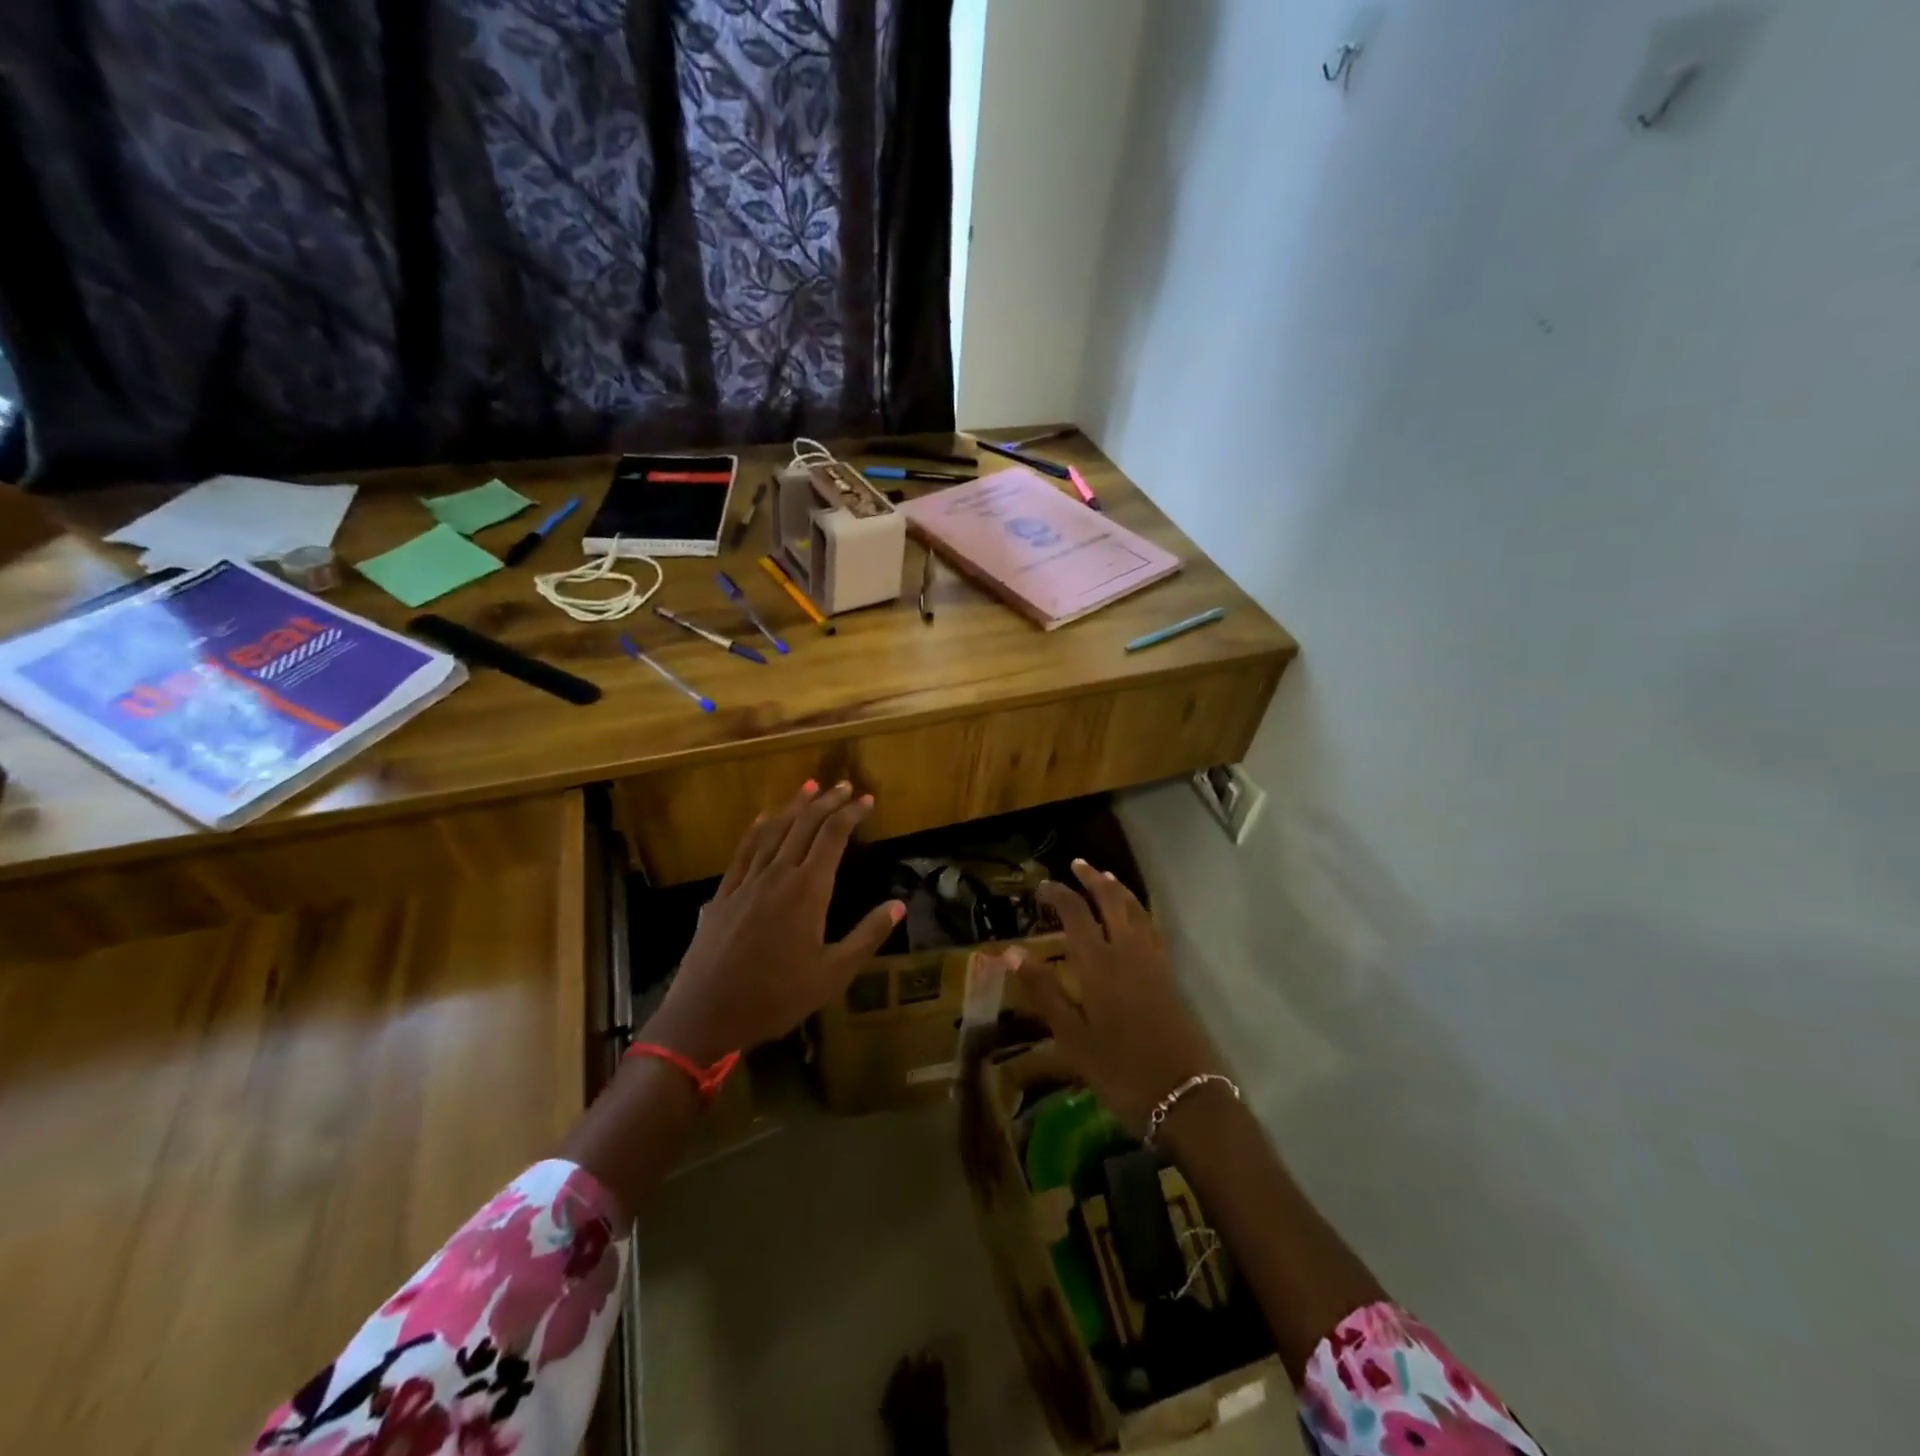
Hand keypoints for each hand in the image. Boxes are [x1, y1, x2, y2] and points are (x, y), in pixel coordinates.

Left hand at [644, 781, 903, 1063]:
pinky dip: (757, 828)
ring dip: (794, 806)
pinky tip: (763, 818)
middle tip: (844, 785)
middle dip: (827, 801)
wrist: (706, 1014)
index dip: (851, 813)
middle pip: (804, 825)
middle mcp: (777, 875)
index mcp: (807, 890)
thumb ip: (867, 936)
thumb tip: (899, 905)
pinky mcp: (724, 894)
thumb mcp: (833, 974)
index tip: (867, 799)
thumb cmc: (776, 997)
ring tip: (809, 787)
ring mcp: (747, 882)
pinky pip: (743, 851)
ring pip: (773, 831)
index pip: (833, 836)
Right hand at [1016, 859, 1221, 1128]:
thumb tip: (1010, 951)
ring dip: (1118, 890)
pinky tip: (1136, 918)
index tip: (1042, 886)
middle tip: (1078, 864)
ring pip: (1136, 911)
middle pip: (1111, 902)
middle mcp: (1127, 952)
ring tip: (1106, 878)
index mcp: (1098, 963)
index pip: (1076, 914)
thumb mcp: (1072, 1037)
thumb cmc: (1120, 1070)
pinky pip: (1152, 928)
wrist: (1185, 1097)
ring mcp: (1153, 962)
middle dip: (1093, 880)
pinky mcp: (1170, 976)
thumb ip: (1043, 991)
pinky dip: (1139, 911)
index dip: (1059, 894)